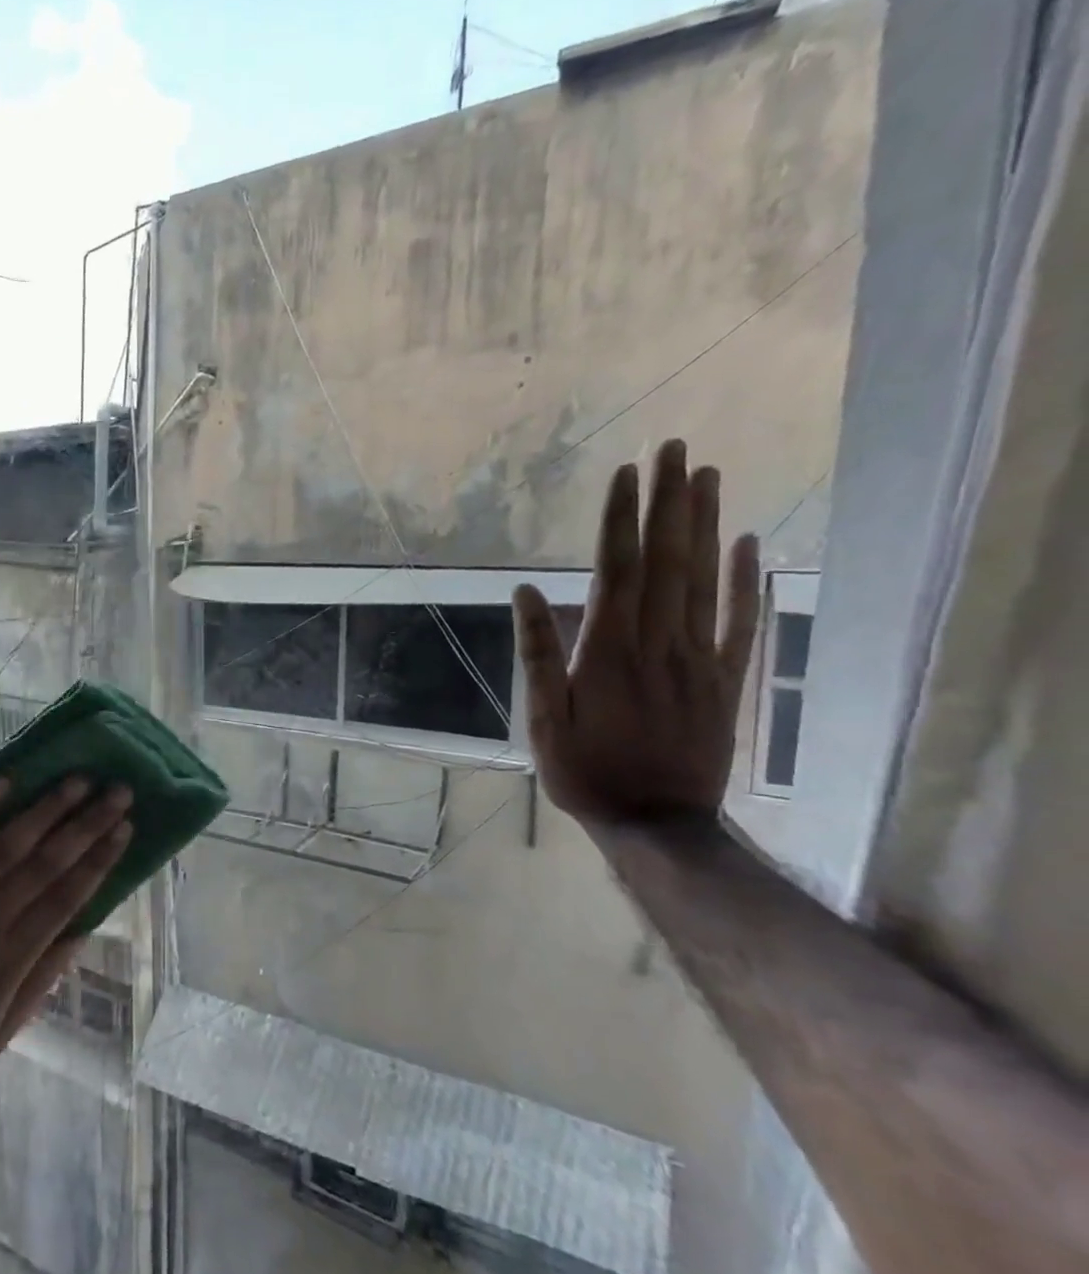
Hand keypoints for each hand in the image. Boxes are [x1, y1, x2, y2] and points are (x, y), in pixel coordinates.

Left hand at [0, 776, 132, 1107]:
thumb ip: (41, 982)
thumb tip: (81, 933)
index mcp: (12, 957)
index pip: (68, 896)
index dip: (100, 859)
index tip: (124, 827)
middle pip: (48, 863)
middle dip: (87, 824)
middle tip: (118, 791)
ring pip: (8, 845)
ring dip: (46, 809)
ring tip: (77, 780)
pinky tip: (4, 782)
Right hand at [512, 439, 759, 824]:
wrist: (658, 824)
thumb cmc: (586, 771)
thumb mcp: (543, 719)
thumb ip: (537, 654)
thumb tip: (526, 593)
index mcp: (608, 651)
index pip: (616, 570)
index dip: (620, 520)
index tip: (625, 473)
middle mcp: (658, 643)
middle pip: (665, 561)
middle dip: (667, 503)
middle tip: (673, 449)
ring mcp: (700, 659)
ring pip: (704, 580)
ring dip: (705, 525)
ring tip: (706, 475)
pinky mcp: (727, 679)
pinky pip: (740, 621)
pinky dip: (746, 580)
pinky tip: (747, 543)